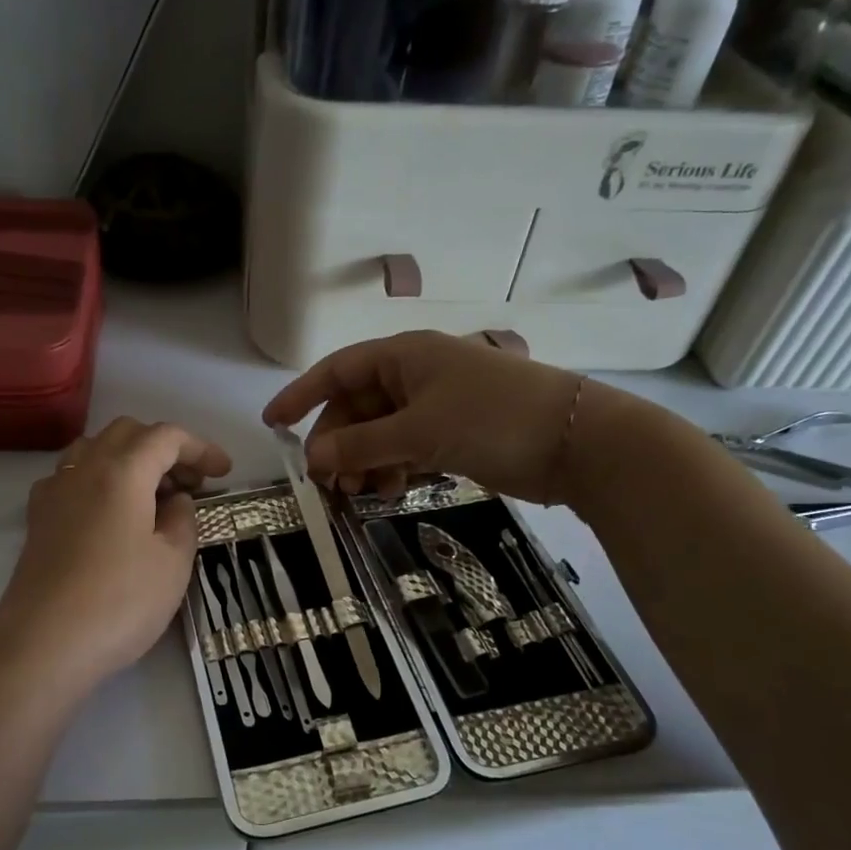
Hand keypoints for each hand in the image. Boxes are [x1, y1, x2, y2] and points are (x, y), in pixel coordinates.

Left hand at [0, 418, 231, 692]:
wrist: (44, 645)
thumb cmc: (120, 601)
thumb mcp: (173, 562)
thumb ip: (183, 519)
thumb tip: (176, 501)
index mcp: (123, 471)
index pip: (166, 437)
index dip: (200, 448)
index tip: (224, 472)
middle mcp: (84, 469)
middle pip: (128, 433)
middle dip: (164, 448)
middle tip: (191, 483)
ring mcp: (55, 491)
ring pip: (95, 449)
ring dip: (129, 459)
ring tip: (152, 494)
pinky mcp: (38, 519)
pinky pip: (72, 477)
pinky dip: (99, 479)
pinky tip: (110, 512)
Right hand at [263, 331, 586, 502]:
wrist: (577, 443)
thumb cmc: (491, 419)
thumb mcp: (418, 431)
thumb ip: (361, 444)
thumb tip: (313, 458)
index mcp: (403, 356)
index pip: (337, 370)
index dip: (302, 395)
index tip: (273, 424)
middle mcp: (415, 375)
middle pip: (357, 407)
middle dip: (338, 442)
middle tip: (327, 482)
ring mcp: (436, 405)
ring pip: (381, 432)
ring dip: (364, 461)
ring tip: (360, 493)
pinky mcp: (454, 434)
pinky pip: (406, 448)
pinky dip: (393, 469)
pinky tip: (390, 491)